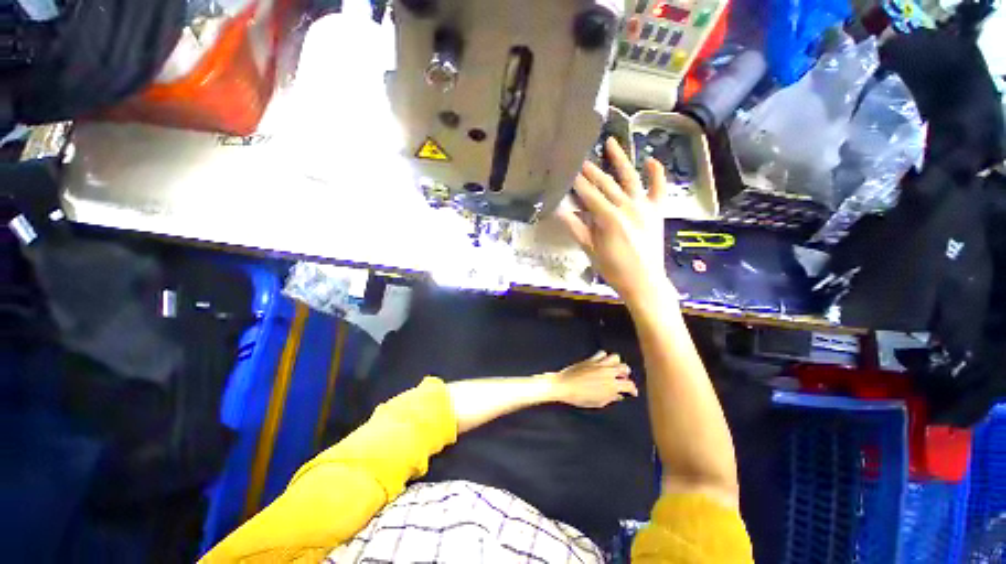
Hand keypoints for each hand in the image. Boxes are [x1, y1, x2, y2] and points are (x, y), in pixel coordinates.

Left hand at [544, 351, 638, 408]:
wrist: (565, 385)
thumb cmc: (580, 398)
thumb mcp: (598, 402)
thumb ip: (611, 398)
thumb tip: (619, 395)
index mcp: (612, 385)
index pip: (629, 384)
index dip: (633, 389)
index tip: (632, 392)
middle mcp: (608, 372)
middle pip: (625, 368)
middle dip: (626, 374)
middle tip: (622, 379)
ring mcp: (600, 364)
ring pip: (615, 357)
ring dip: (617, 363)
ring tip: (613, 369)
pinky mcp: (591, 359)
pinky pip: (602, 353)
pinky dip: (604, 357)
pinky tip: (601, 362)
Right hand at [557, 137, 676, 305]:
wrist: (644, 282)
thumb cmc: (613, 269)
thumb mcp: (590, 250)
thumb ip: (576, 228)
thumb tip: (559, 211)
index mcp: (608, 217)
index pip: (589, 194)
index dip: (577, 182)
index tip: (568, 169)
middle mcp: (627, 206)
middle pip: (606, 183)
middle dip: (592, 170)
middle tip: (581, 157)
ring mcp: (645, 207)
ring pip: (631, 178)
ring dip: (620, 159)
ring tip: (612, 142)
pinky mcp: (657, 211)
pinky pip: (659, 189)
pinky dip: (656, 174)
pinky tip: (651, 160)